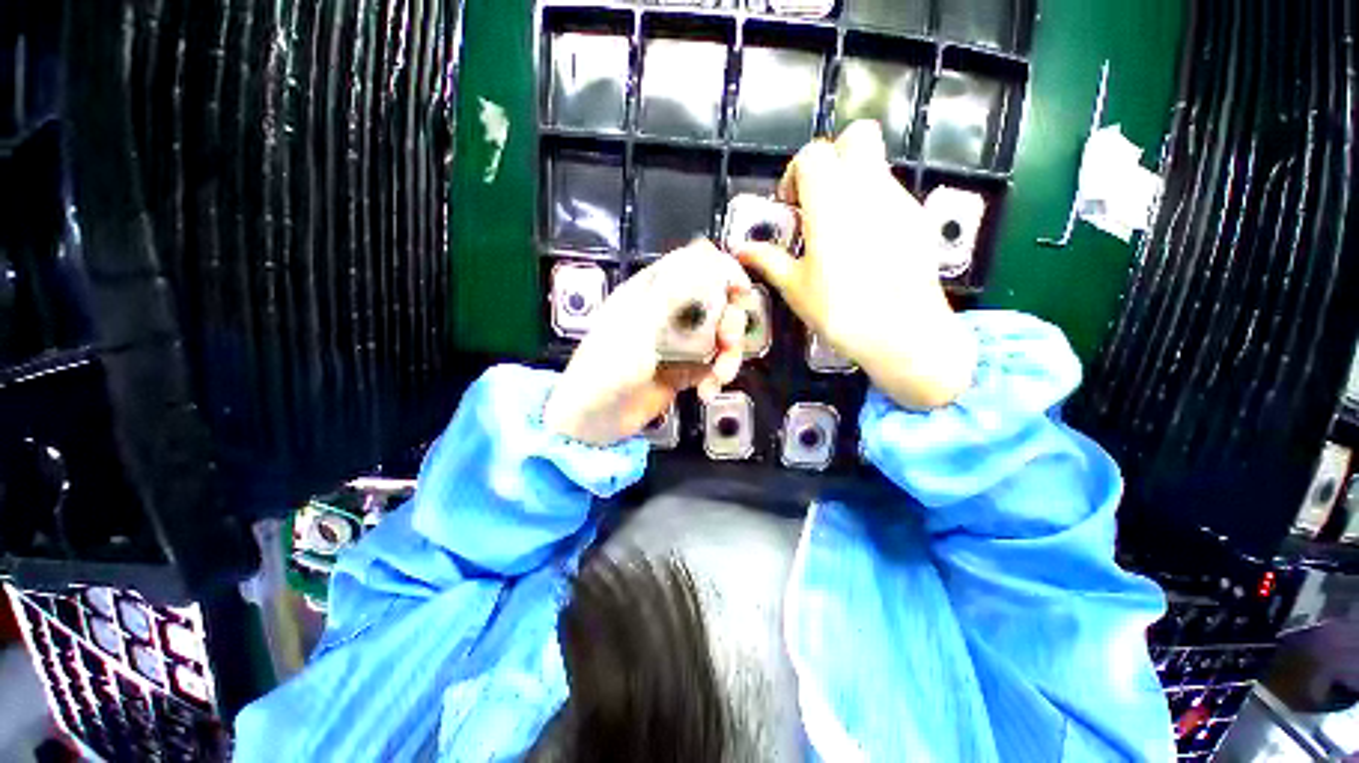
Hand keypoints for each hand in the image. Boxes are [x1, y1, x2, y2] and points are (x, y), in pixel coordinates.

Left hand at [544, 241, 753, 445]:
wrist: (595, 419)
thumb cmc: (607, 367)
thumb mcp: (639, 327)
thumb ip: (672, 292)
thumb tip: (702, 253)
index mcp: (653, 293)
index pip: (693, 265)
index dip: (721, 270)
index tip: (740, 289)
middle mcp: (670, 313)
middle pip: (716, 302)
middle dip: (730, 320)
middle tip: (727, 341)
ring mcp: (679, 343)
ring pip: (719, 336)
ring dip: (728, 355)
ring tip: (719, 377)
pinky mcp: (685, 370)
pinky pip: (713, 365)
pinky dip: (716, 377)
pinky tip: (706, 392)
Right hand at [736, 120, 976, 409]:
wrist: (902, 332)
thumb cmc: (840, 309)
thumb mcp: (795, 286)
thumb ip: (768, 260)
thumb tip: (741, 250)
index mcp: (831, 202)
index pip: (814, 154)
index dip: (796, 173)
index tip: (790, 205)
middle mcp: (869, 189)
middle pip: (858, 137)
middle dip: (834, 158)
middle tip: (817, 199)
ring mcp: (900, 201)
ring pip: (876, 166)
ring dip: (853, 184)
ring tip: (839, 229)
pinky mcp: (918, 219)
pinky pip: (892, 194)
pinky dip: (873, 205)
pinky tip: (865, 245)